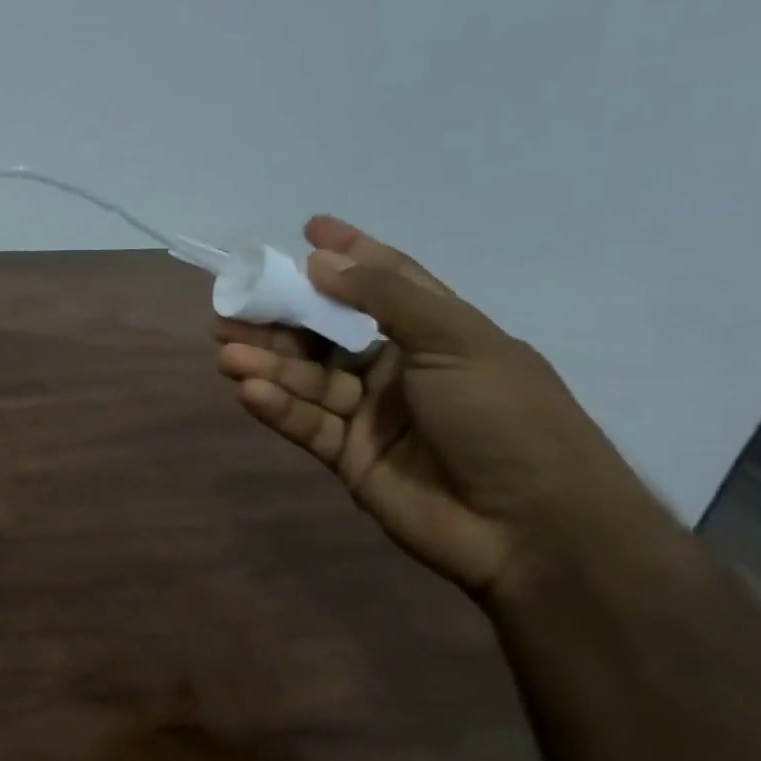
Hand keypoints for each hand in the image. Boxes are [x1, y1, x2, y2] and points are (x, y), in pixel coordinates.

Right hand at [214, 216, 670, 602]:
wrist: (535, 530)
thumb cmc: (507, 419)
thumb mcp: (457, 342)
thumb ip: (386, 298)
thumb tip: (321, 260)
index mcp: (436, 334)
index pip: (386, 282)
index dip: (349, 254)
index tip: (308, 230)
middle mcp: (397, 368)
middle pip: (325, 332)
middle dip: (278, 317)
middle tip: (229, 307)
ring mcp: (369, 413)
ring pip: (305, 377)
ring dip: (266, 361)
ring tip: (226, 350)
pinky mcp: (346, 455)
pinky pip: (303, 422)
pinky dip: (275, 405)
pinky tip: (249, 389)